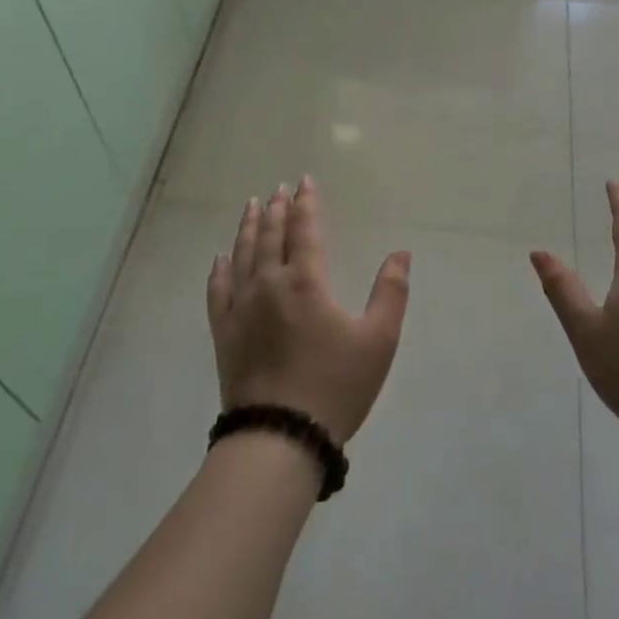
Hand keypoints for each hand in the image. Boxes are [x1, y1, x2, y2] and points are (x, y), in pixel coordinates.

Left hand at [207, 177, 410, 444]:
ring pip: (242, 256)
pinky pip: (217, 291)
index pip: (304, 230)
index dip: (306, 204)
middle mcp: (269, 284)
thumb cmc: (335, 386)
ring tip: (252, 206)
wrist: (280, 437)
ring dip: (249, 228)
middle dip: (277, 210)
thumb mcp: (378, 340)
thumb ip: (391, 292)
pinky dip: (219, 270)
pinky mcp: (223, 333)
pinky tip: (220, 258)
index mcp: (306, 281)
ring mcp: (240, 308)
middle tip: (279, 189)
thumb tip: (400, 253)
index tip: (304, 181)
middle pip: (271, 237)